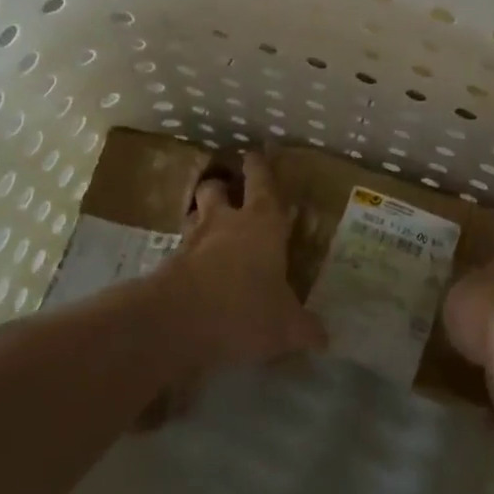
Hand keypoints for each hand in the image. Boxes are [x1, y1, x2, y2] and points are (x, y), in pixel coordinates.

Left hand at [167, 152, 326, 374]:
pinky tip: (196, 271)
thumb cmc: (245, 308)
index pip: (261, 179)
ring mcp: (193, 239)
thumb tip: (324, 338)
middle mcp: (226, 221)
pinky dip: (187, 255)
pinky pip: (181, 249)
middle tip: (228, 193)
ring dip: (201, 216)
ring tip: (209, 229)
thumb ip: (305, 329)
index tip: (255, 154)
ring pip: (195, 213)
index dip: (258, 165)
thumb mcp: (286, 326)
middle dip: (222, 187)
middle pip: (218, 188)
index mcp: (262, 221)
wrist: (179, 321)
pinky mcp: (168, 263)